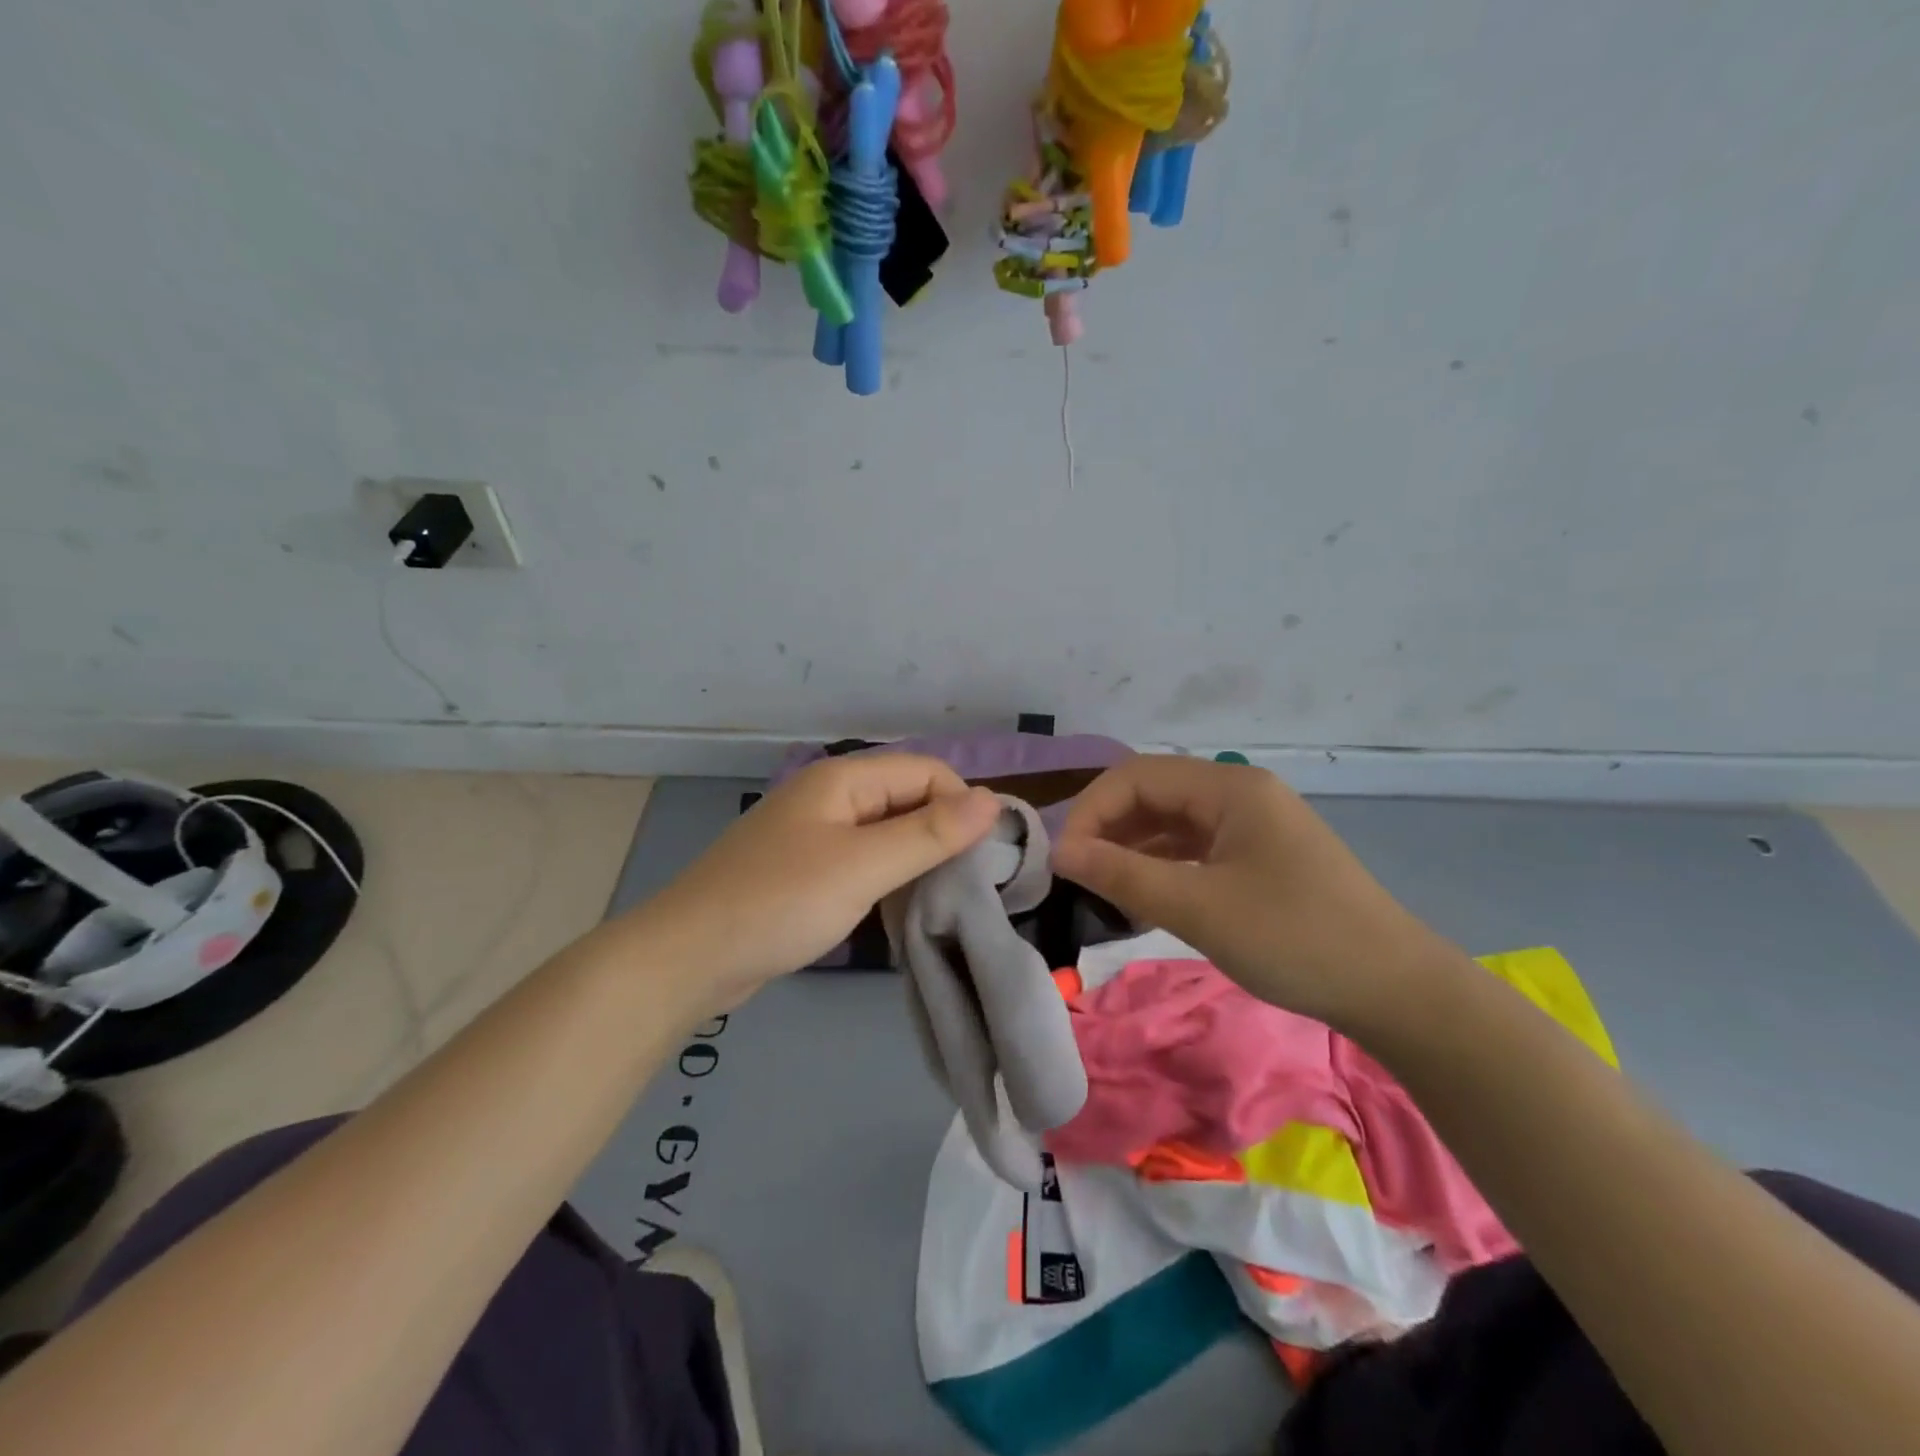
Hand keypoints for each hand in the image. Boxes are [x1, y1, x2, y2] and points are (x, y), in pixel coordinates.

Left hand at [630, 754, 1000, 1010]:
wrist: (688, 958)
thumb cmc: (779, 903)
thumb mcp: (862, 866)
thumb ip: (929, 833)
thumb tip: (991, 800)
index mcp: (843, 779)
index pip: (926, 771)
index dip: (960, 806)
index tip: (981, 859)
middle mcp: (831, 796)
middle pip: (907, 798)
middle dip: (942, 833)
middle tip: (970, 885)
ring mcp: (816, 833)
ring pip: (888, 832)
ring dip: (917, 858)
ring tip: (943, 899)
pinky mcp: (806, 869)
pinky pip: (864, 859)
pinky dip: (889, 877)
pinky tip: (901, 907)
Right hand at [1051, 755, 1454, 1027]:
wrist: (1394, 990)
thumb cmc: (1293, 938)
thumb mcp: (1198, 907)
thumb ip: (1123, 875)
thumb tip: (1061, 852)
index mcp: (1230, 788)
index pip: (1137, 776)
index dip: (1091, 810)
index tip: (1063, 859)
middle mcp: (1240, 794)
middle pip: (1154, 794)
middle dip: (1109, 828)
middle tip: (1076, 873)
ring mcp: (1254, 826)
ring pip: (1173, 822)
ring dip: (1133, 848)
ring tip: (1101, 887)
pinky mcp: (1261, 857)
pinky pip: (1196, 848)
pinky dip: (1163, 866)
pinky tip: (1143, 896)